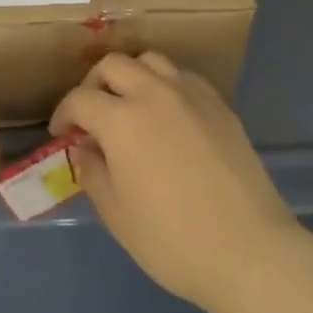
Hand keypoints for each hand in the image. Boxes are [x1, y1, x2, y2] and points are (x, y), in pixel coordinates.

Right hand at [51, 53, 299, 312]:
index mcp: (121, 119)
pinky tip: (168, 115)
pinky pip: (183, 77)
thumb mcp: (117, 215)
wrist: (250, 250)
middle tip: (92, 115)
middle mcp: (153, 93)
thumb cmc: (173, 241)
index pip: (80, 99)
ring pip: (150, 61)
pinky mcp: (219, 104)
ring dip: (131, 76)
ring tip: (130, 106)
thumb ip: (92, 172)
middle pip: (114, 65)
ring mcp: (191, 94)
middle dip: (94, 84)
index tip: (62, 134)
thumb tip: (84, 147)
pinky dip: (165, 85)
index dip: (64, 114)